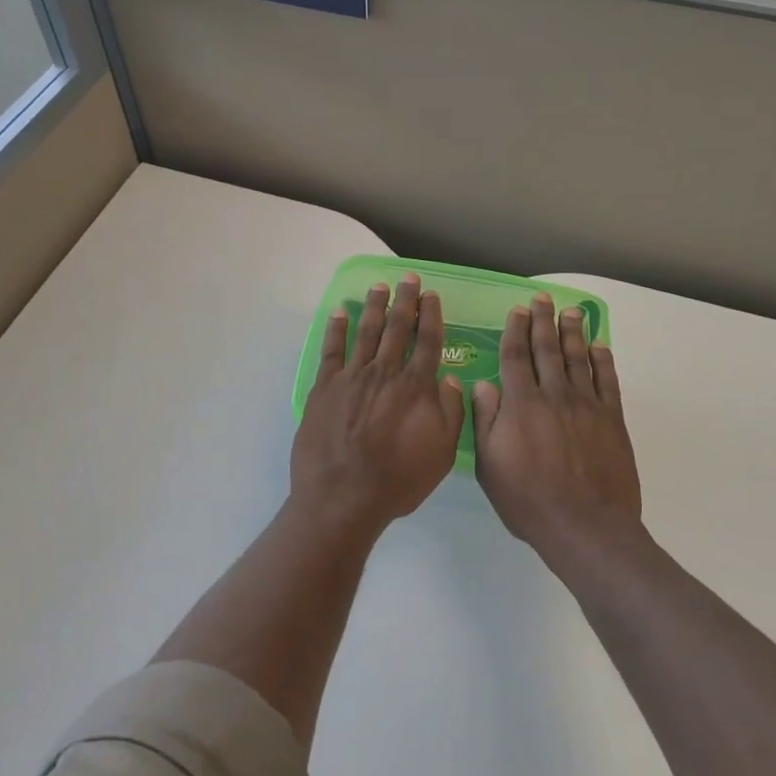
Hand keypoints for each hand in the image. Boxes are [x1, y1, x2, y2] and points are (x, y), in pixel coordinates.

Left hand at [290, 274, 465, 535]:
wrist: (343, 497)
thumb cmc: (397, 480)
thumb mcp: (441, 453)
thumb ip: (450, 412)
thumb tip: (449, 379)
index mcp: (416, 387)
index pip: (427, 341)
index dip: (431, 315)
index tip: (431, 295)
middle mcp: (385, 373)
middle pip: (397, 328)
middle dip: (405, 300)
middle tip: (408, 278)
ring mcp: (352, 377)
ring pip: (367, 332)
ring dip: (375, 307)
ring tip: (379, 286)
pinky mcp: (325, 387)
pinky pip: (331, 350)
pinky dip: (336, 329)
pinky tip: (341, 312)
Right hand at [472, 293, 640, 561]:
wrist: (585, 525)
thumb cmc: (529, 500)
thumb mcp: (490, 465)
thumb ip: (485, 421)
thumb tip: (482, 385)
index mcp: (521, 404)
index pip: (515, 357)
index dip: (515, 331)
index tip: (517, 311)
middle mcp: (554, 395)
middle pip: (547, 350)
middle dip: (543, 322)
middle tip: (543, 299)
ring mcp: (586, 405)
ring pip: (578, 359)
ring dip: (572, 333)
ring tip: (570, 312)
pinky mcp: (611, 419)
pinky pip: (608, 381)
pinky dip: (603, 360)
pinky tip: (599, 346)